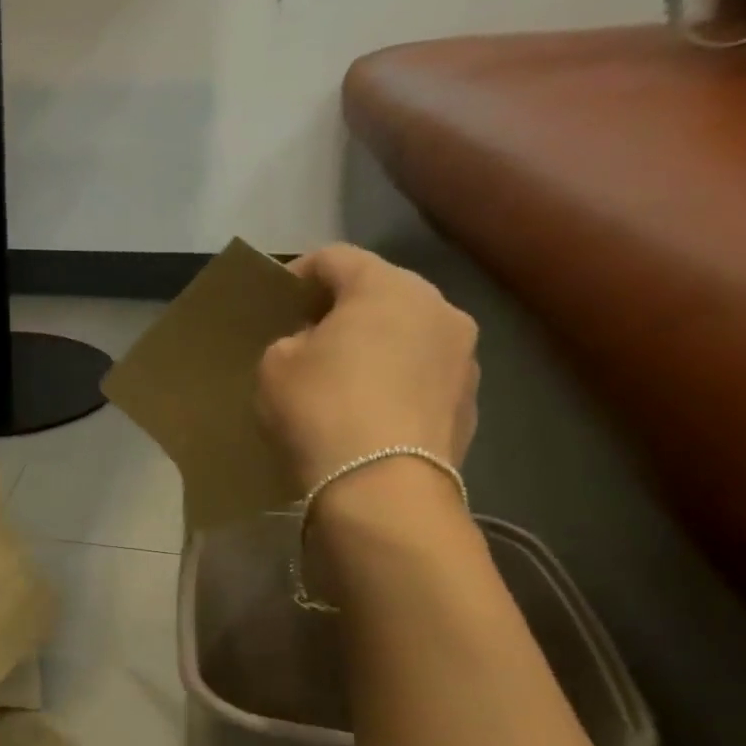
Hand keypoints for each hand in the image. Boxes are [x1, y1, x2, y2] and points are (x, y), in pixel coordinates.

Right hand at [256, 244, 478, 494]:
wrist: (381, 487)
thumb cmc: (320, 409)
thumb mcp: (274, 367)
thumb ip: (290, 342)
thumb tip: (312, 345)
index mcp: (386, 287)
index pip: (335, 258)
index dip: (299, 273)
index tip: (277, 300)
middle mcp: (438, 308)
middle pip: (381, 294)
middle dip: (343, 312)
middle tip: (308, 340)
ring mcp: (464, 358)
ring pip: (409, 337)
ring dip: (377, 349)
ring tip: (343, 381)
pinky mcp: (470, 404)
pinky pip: (423, 380)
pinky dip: (397, 387)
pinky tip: (370, 417)